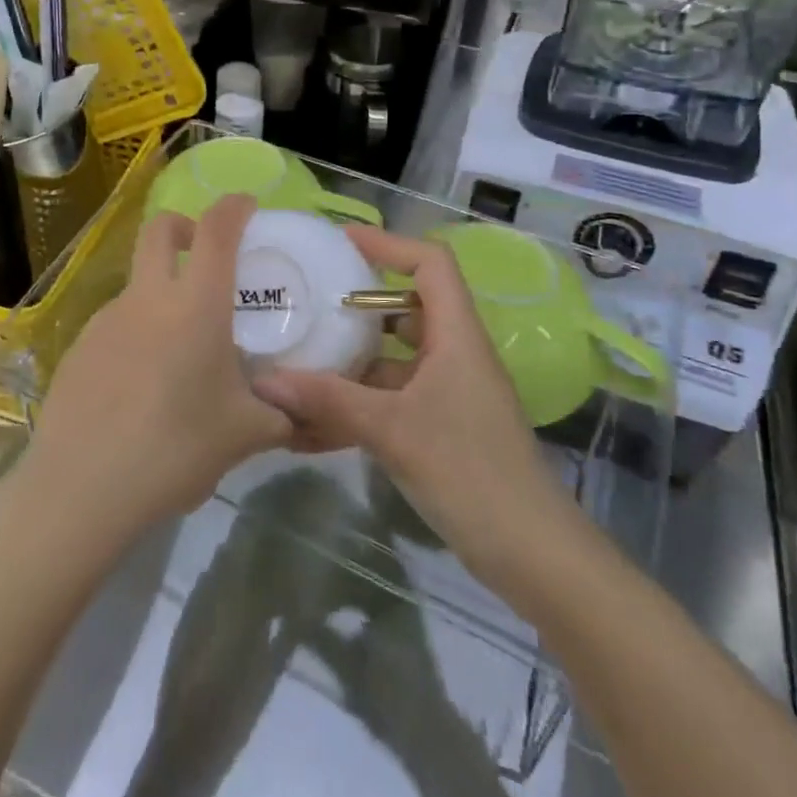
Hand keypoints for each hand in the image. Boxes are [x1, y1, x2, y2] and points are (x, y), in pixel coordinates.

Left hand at [19, 194, 290, 543]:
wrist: (82, 488)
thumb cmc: (175, 449)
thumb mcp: (245, 434)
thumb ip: (283, 414)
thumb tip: (309, 412)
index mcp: (194, 305)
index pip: (216, 229)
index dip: (234, 207)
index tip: (248, 207)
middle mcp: (146, 299)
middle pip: (158, 229)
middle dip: (185, 225)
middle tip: (206, 256)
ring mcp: (104, 320)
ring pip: (137, 283)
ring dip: (162, 293)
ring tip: (181, 352)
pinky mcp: (78, 348)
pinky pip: (116, 325)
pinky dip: (137, 335)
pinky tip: (142, 386)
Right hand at [251, 226, 569, 582]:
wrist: (531, 554)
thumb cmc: (470, 471)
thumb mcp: (392, 429)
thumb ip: (328, 400)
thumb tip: (265, 381)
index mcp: (457, 336)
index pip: (431, 264)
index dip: (389, 244)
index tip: (341, 242)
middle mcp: (455, 355)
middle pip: (407, 309)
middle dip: (357, 305)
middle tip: (308, 302)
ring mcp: (448, 394)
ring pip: (394, 360)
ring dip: (350, 363)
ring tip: (297, 361)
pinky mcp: (440, 429)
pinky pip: (391, 401)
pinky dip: (356, 405)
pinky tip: (310, 426)